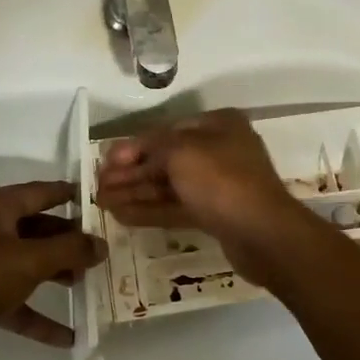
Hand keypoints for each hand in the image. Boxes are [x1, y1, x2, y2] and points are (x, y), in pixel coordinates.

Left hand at [0, 180, 105, 359]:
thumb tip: (101, 244)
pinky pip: (16, 300)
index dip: (70, 194)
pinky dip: (39, 315)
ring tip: (89, 286)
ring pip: (28, 264)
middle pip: (37, 229)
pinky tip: (68, 336)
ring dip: (57, 275)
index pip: (41, 192)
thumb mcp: (29, 260)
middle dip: (69, 242)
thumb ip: (70, 251)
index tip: (100, 200)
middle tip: (102, 250)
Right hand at [96, 110, 306, 283]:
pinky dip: (150, 210)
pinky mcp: (216, 215)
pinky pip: (177, 207)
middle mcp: (220, 150)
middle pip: (166, 159)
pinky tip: (121, 215)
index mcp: (218, 125)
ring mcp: (219, 185)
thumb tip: (124, 154)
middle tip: (97, 186)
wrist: (262, 233)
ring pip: (169, 185)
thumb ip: (150, 148)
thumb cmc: (221, 181)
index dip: (133, 147)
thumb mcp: (181, 152)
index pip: (166, 131)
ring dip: (135, 192)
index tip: (105, 162)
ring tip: (101, 203)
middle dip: (131, 172)